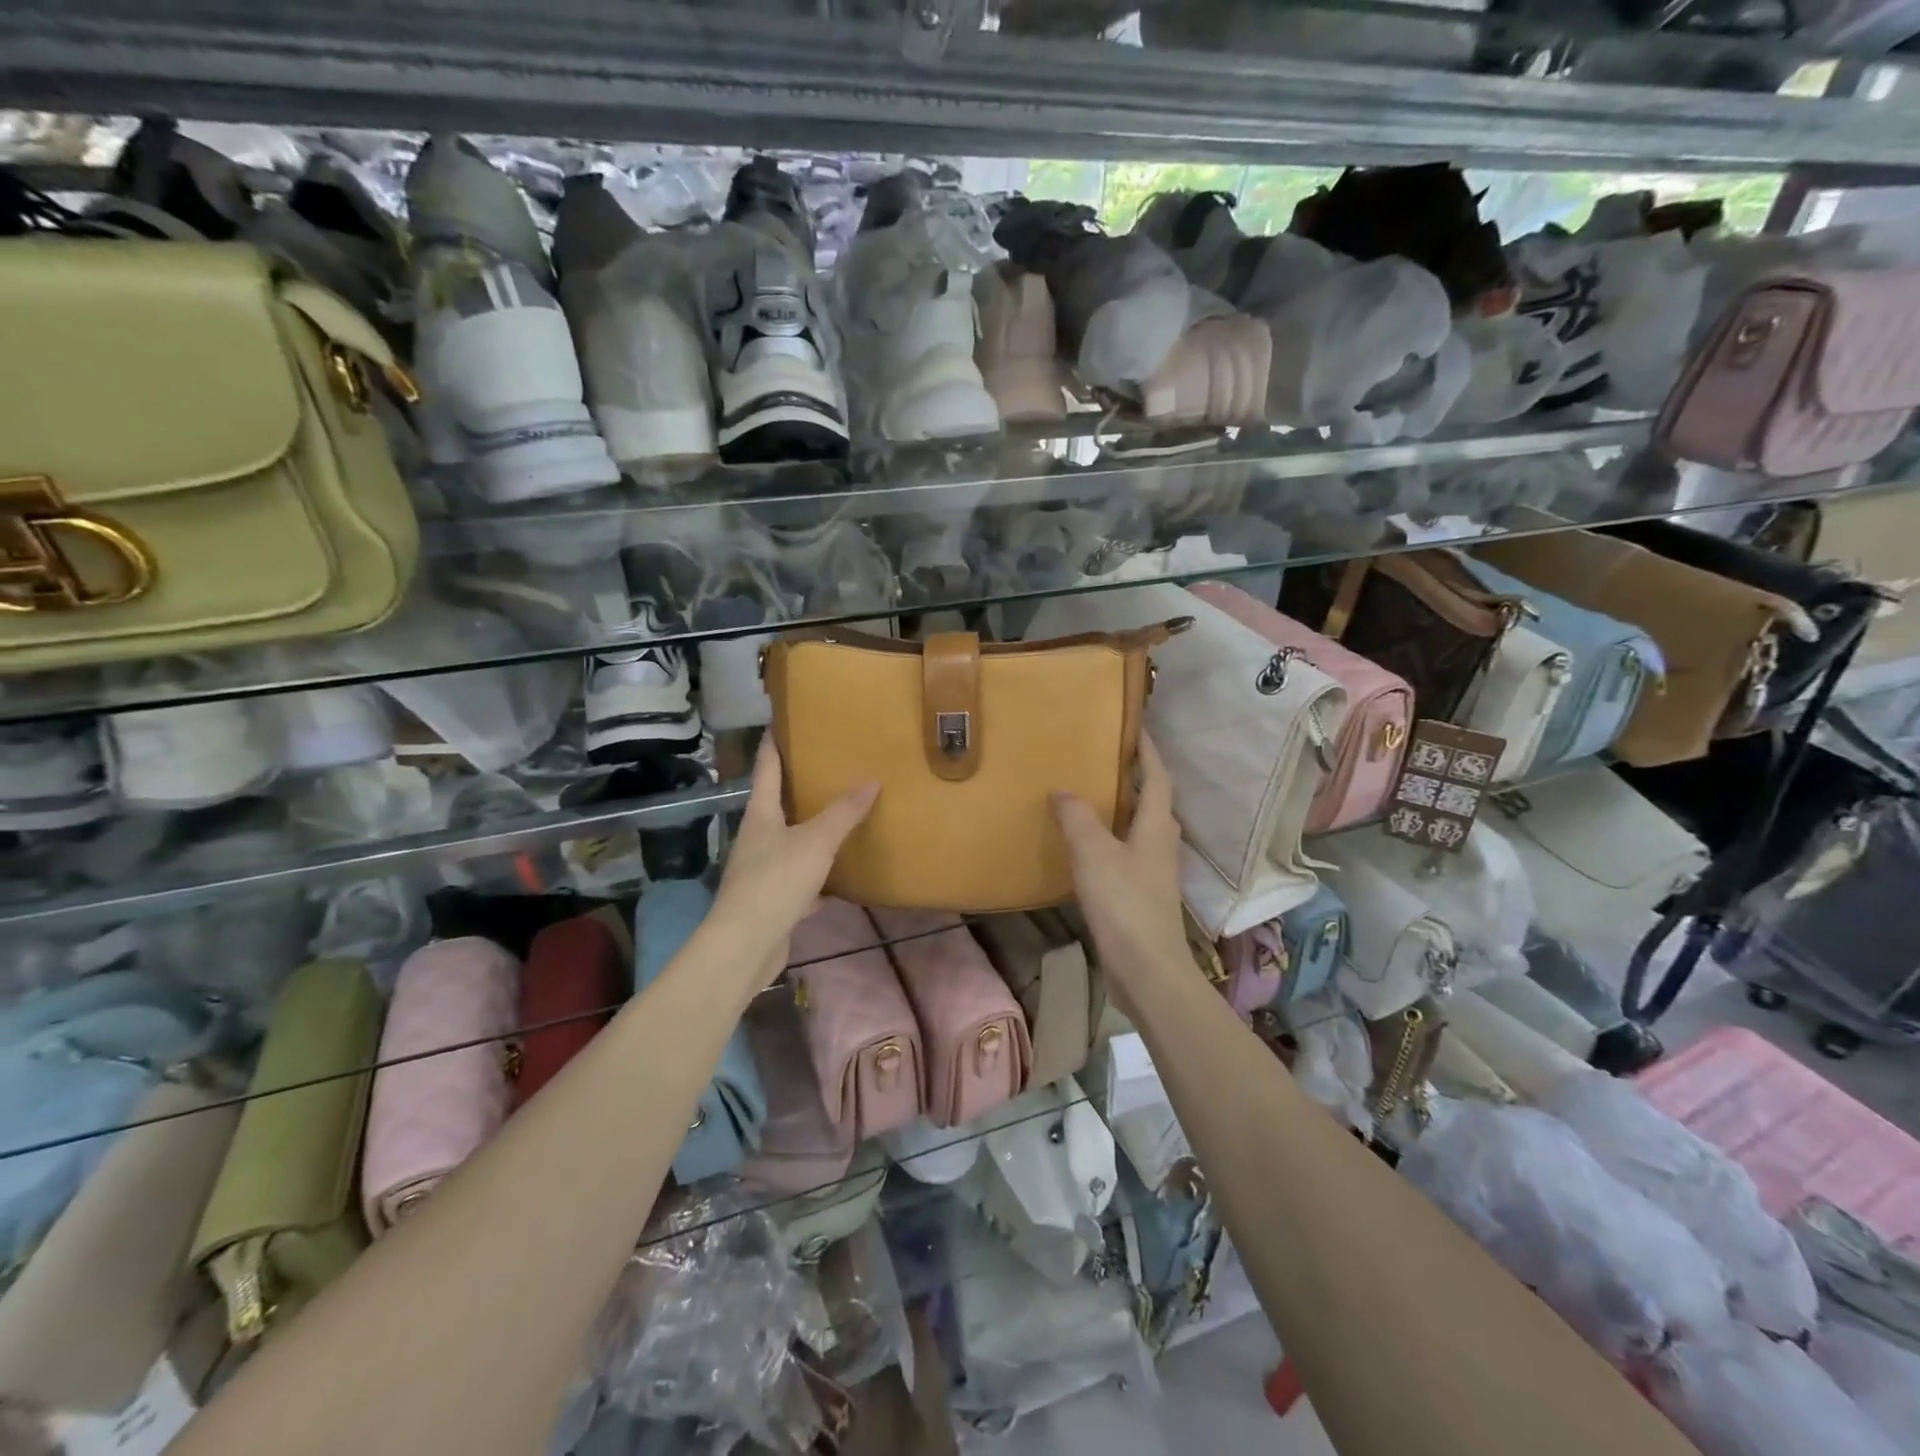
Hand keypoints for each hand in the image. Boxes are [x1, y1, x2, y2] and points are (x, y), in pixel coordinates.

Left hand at [709, 738, 878, 983]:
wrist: (746, 945)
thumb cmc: (776, 881)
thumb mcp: (816, 841)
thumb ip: (843, 813)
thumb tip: (872, 780)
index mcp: (760, 815)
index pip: (766, 768)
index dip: (773, 743)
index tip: (781, 721)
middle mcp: (757, 838)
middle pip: (776, 804)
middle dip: (798, 786)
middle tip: (827, 766)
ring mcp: (762, 870)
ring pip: (790, 842)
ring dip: (810, 830)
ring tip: (839, 816)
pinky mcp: (773, 900)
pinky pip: (800, 878)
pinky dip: (819, 876)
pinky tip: (839, 876)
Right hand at [1051, 734, 1187, 987]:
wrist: (1148, 970)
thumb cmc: (1124, 904)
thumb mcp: (1094, 853)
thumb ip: (1077, 818)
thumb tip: (1063, 790)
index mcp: (1156, 826)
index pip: (1157, 776)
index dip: (1148, 750)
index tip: (1135, 726)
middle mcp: (1162, 843)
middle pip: (1152, 801)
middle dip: (1135, 777)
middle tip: (1104, 759)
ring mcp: (1156, 871)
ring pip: (1140, 828)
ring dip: (1122, 809)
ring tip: (1091, 797)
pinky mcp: (1144, 895)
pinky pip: (1129, 853)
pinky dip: (1112, 839)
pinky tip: (1089, 847)